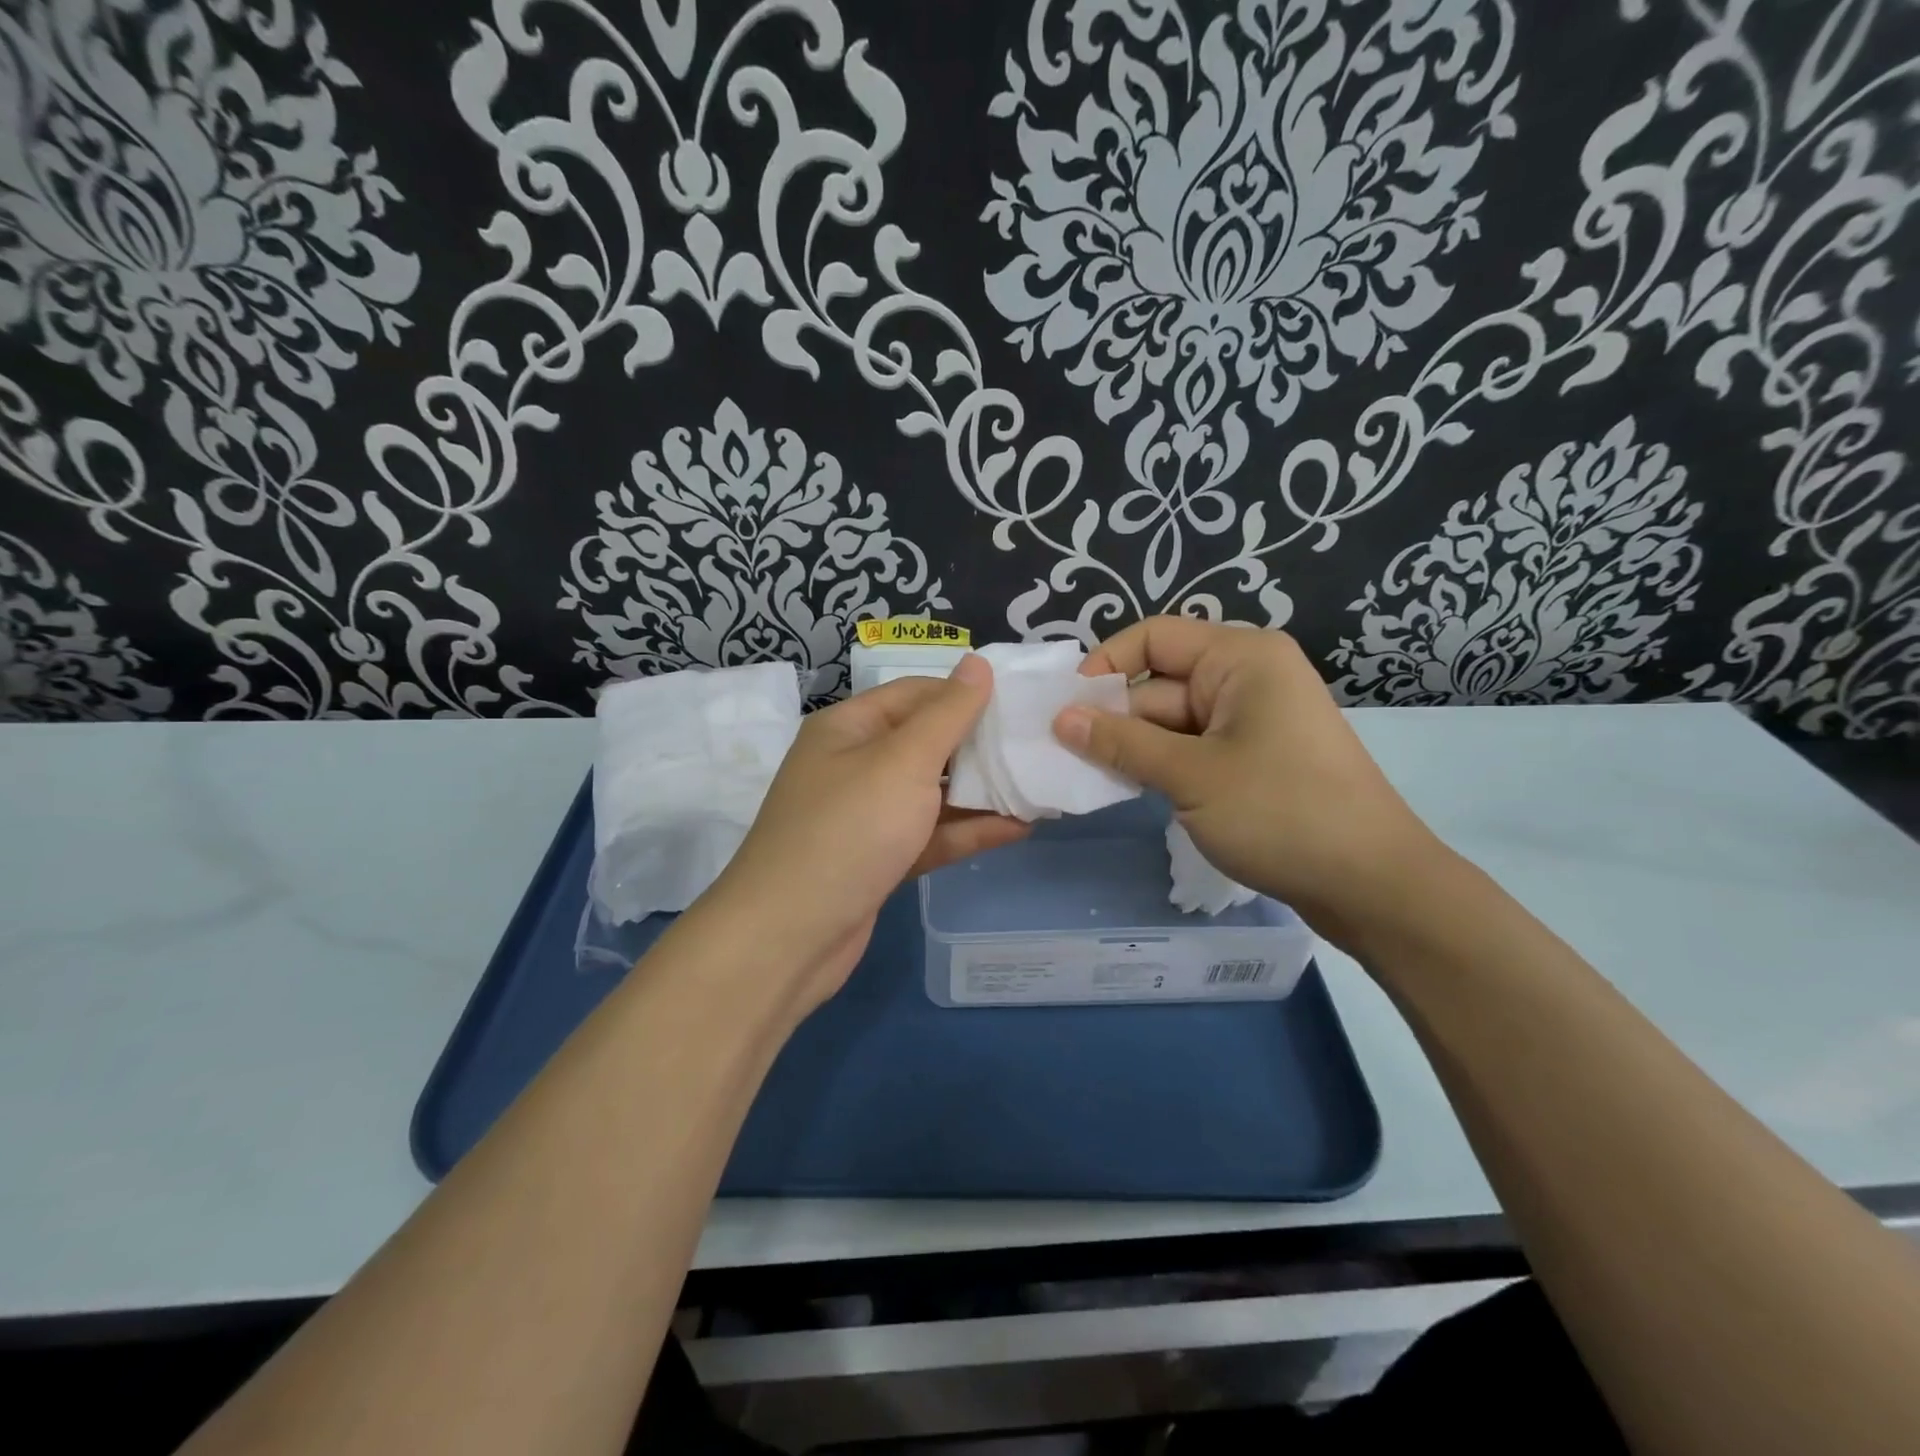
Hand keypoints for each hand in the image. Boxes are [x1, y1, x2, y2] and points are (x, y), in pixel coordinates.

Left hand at [709, 655, 1027, 1009]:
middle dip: (980, 746)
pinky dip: (968, 831)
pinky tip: (1018, 828)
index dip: (966, 695)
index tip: (1020, 702)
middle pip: (926, 743)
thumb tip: (977, 663)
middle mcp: (855, 765)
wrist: (788, 937)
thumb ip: (947, 715)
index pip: (916, 694)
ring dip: (981, 792)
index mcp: (849, 728)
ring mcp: (867, 816)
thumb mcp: (902, 762)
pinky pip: (929, 834)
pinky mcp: (879, 860)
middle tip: (1039, 745)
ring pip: (931, 794)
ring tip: (1039, 786)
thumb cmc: (848, 830)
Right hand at [1053, 617, 1442, 949]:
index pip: (1154, 638)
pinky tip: (1129, 789)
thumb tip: (1061, 718)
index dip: (1105, 666)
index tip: (1066, 710)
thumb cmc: (1281, 813)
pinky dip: (1162, 765)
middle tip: (1063, 756)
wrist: (1373, 885)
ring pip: (1173, 721)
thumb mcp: (1190, 776)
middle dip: (1115, 717)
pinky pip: (1193, 748)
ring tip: (1088, 777)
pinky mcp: (1255, 758)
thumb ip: (1121, 742)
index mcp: (1241, 658)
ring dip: (1134, 747)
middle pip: (1160, 683)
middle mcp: (1247, 677)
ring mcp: (1253, 720)